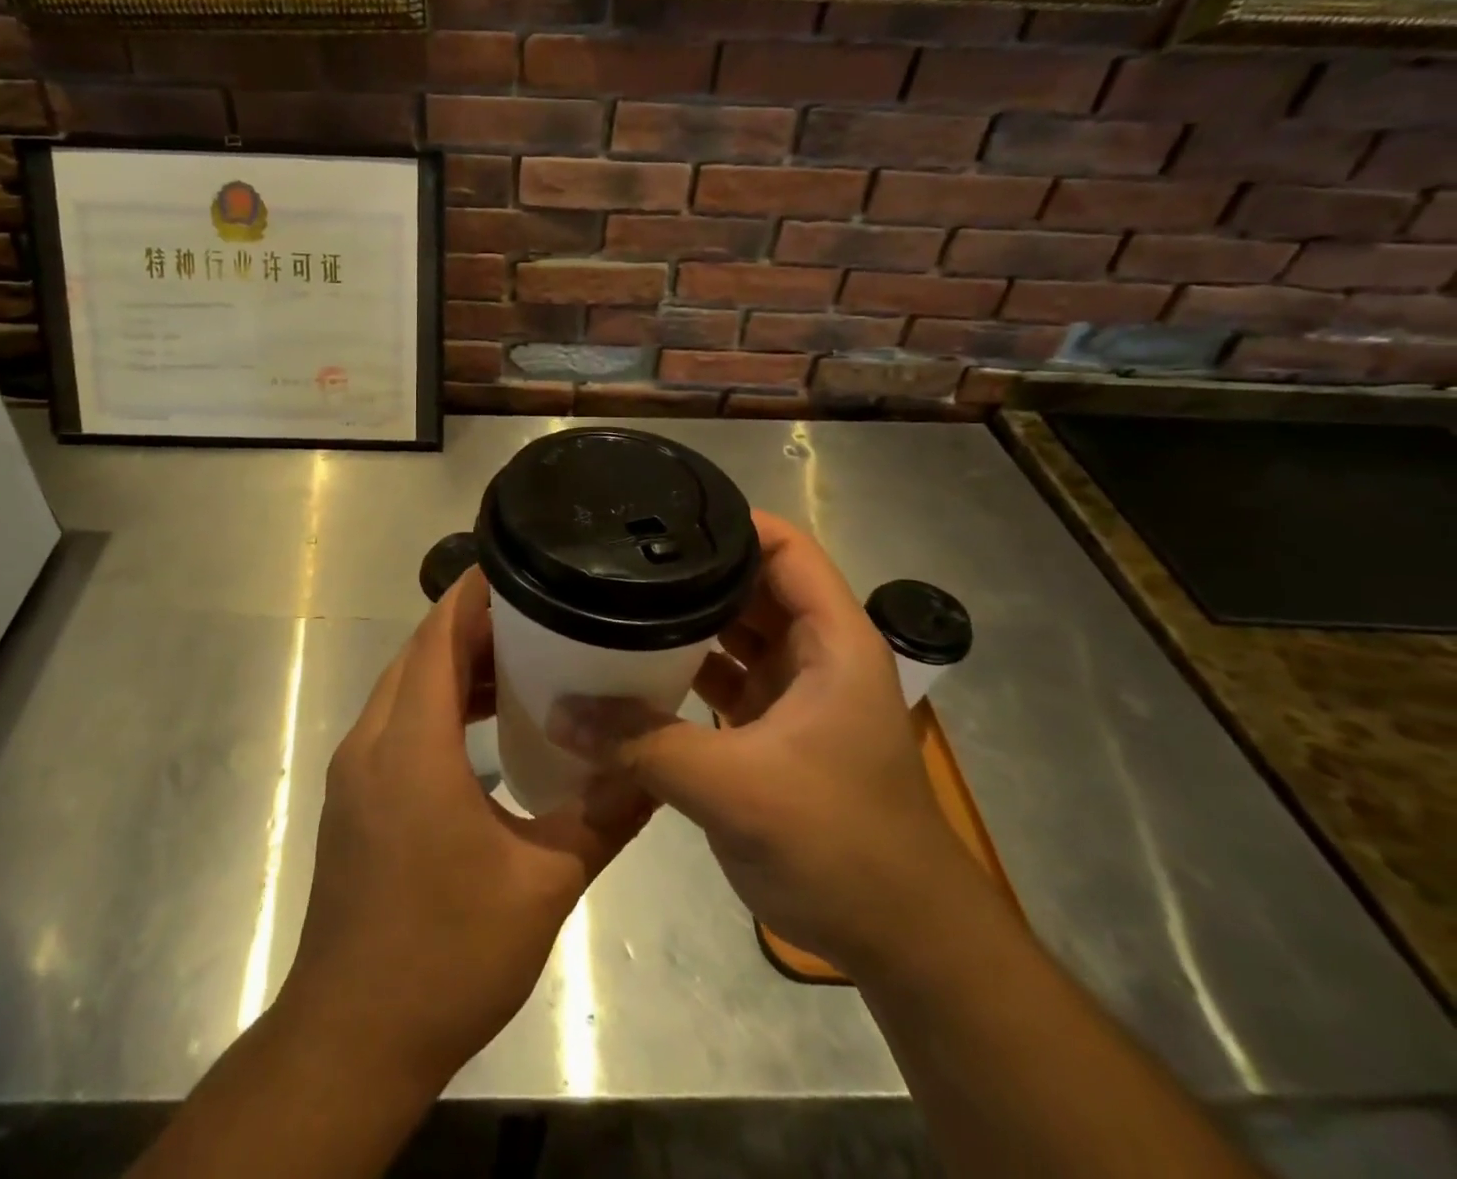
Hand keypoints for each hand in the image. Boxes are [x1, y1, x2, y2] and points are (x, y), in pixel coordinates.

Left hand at [280, 568, 651, 1089]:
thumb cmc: (447, 954)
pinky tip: (483, 725)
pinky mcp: (353, 797)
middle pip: (418, 653)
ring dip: (452, 665)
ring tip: (519, 661)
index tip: (518, 566)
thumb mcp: (543, 885)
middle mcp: (371, 741)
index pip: (437, 636)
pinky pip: (395, 721)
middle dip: (471, 624)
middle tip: (537, 612)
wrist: (353, 1036)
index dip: (473, 594)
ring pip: (404, 686)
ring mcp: (354, 770)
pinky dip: (436, 703)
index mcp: (411, 745)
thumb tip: (657, 769)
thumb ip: (603, 818)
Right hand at [550, 510, 987, 975]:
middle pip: (750, 586)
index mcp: (832, 641)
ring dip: (684, 623)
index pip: (785, 548)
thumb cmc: (839, 842)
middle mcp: (815, 654)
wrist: (898, 939)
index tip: (662, 516)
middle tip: (619, 557)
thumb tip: (559, 711)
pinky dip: (683, 671)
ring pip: (732, 635)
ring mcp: (793, 694)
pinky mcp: (771, 731)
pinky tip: (631, 668)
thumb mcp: (735, 786)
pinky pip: (721, 680)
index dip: (731, 523)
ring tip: (615, 600)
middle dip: (692, 571)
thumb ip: (642, 743)